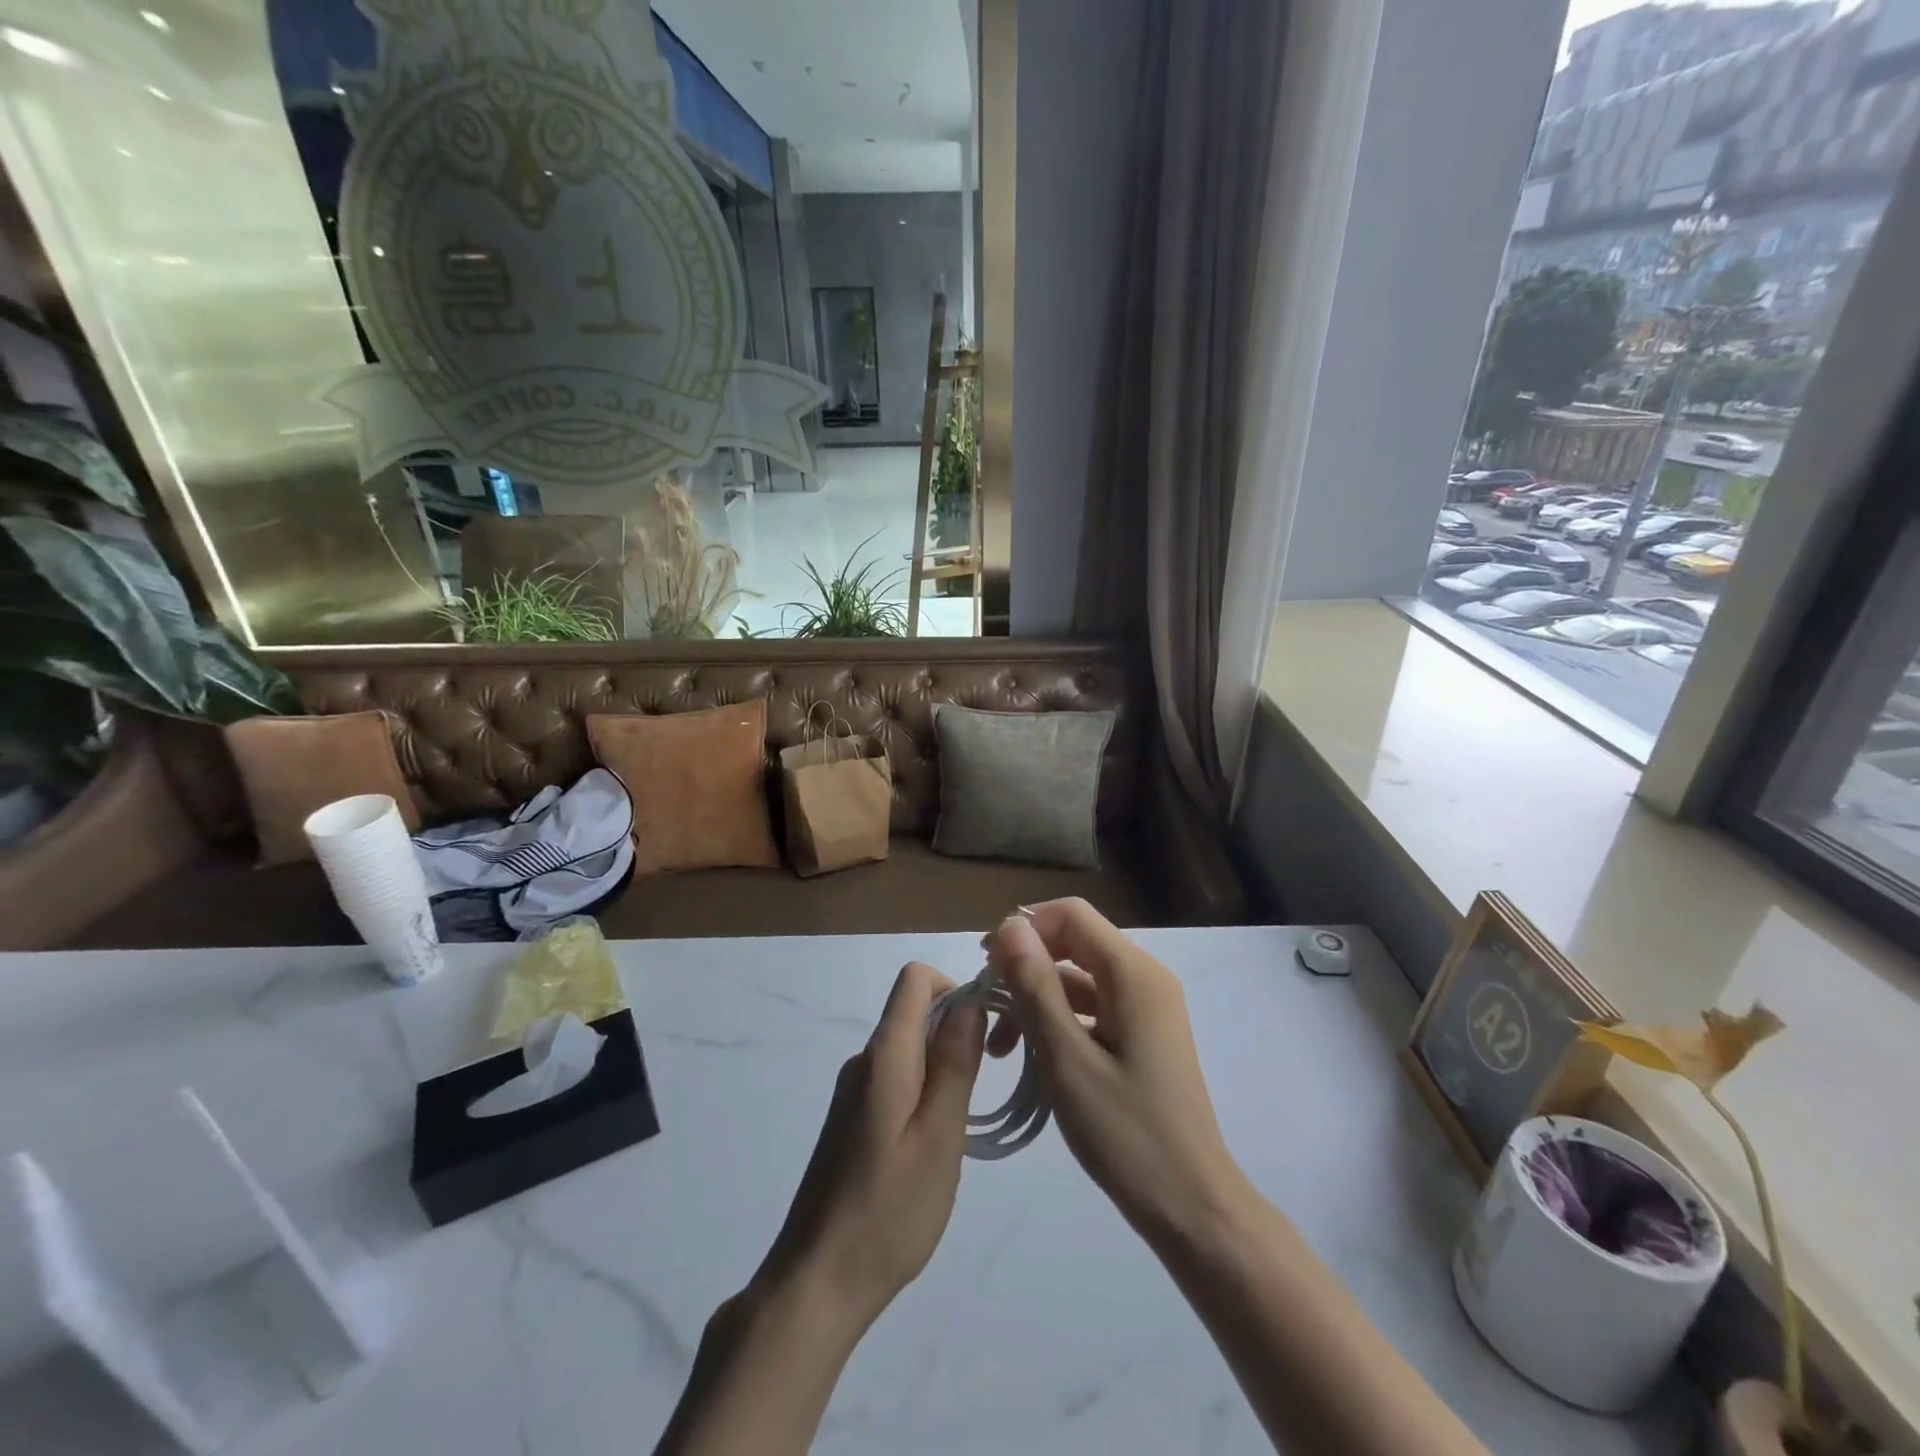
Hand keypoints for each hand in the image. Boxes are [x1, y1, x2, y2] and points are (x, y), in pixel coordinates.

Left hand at [752, 962, 985, 1331]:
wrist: (816, 1281)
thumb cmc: (888, 1211)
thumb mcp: (939, 1136)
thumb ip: (955, 1064)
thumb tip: (970, 1002)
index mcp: (885, 1054)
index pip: (915, 979)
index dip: (956, 987)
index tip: (988, 1030)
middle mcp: (864, 1060)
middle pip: (914, 1012)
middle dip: (957, 1031)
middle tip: (986, 1085)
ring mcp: (854, 1090)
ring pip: (909, 1049)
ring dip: (943, 1067)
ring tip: (961, 1126)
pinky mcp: (851, 1119)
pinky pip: (896, 1080)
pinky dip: (924, 1092)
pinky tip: (932, 1147)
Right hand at [986, 899, 1247, 1243]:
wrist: (1193, 1207)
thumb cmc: (1128, 1133)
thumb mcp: (1067, 1059)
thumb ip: (1036, 987)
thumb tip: (1008, 927)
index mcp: (1133, 973)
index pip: (1071, 915)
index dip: (1024, 928)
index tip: (986, 966)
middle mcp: (1144, 977)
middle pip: (1074, 943)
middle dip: (1026, 965)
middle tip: (987, 1005)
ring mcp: (1146, 1008)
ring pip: (1079, 978)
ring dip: (1037, 999)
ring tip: (1000, 1046)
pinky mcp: (1143, 1035)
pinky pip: (1093, 1008)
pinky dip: (1059, 1020)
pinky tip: (1031, 1056)